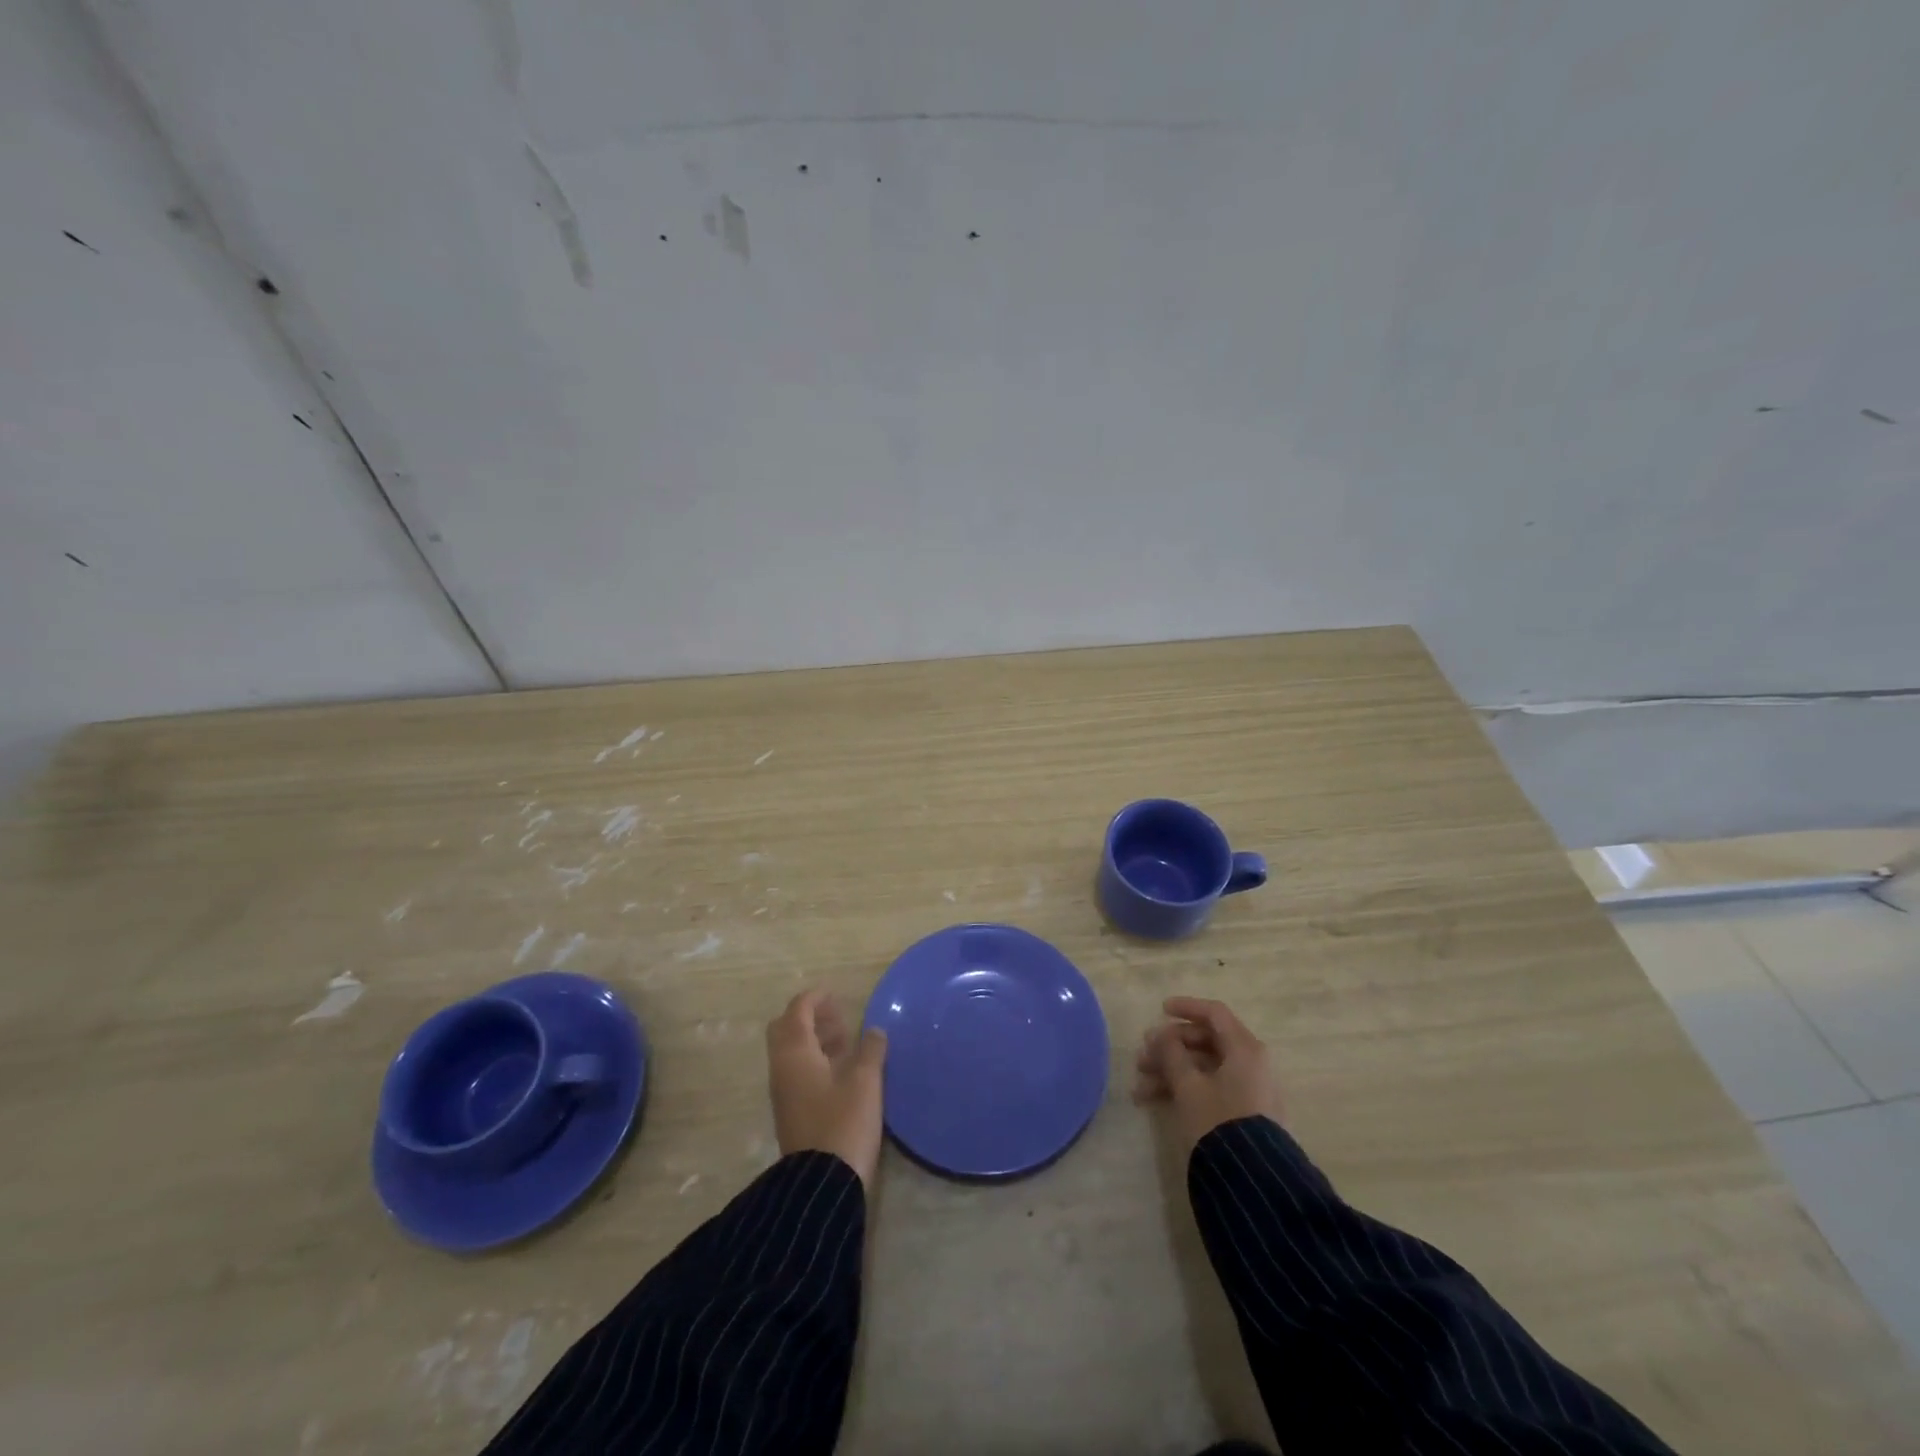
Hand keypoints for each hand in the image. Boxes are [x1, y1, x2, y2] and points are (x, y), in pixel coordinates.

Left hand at [766, 990, 887, 1187]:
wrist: (822, 1186)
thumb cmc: (843, 1123)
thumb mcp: (865, 1082)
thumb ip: (871, 1050)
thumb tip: (875, 1030)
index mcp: (795, 1053)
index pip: (797, 1011)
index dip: (815, 998)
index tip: (836, 994)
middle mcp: (783, 1068)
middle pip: (786, 1029)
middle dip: (810, 1017)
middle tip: (838, 1018)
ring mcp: (784, 1092)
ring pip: (791, 1052)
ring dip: (814, 1039)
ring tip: (847, 1041)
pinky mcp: (791, 1111)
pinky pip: (797, 1071)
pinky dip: (814, 1059)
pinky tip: (842, 1070)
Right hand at [1133, 996, 1283, 1149]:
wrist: (1251, 1183)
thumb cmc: (1217, 1121)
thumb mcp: (1188, 1085)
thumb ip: (1171, 1053)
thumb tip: (1161, 1035)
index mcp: (1244, 1049)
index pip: (1214, 1014)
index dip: (1186, 1007)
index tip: (1160, 1010)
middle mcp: (1250, 1064)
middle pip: (1205, 1041)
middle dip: (1169, 1047)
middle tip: (1141, 1056)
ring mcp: (1248, 1090)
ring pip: (1203, 1067)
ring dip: (1170, 1071)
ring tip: (1139, 1086)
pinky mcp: (1242, 1113)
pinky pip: (1209, 1088)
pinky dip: (1182, 1089)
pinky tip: (1151, 1100)